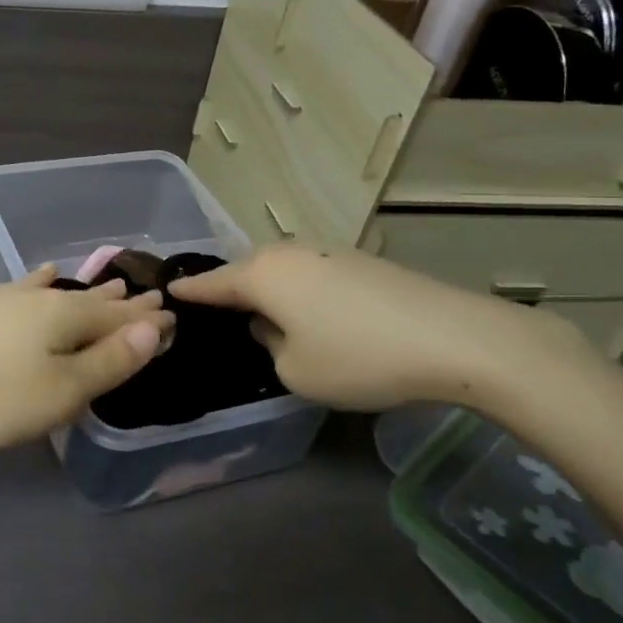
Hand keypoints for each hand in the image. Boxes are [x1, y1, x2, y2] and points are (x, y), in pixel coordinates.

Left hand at [0, 266, 175, 453]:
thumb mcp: (60, 391)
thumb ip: (108, 361)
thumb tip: (154, 328)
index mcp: (65, 317)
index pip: (119, 318)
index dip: (146, 321)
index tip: (172, 314)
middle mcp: (38, 298)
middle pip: (90, 301)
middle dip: (121, 304)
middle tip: (148, 296)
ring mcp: (3, 298)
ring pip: (57, 293)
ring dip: (86, 293)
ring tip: (109, 285)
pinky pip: (23, 289)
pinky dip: (39, 283)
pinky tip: (40, 275)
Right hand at [169, 245, 586, 410]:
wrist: (455, 338)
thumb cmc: (359, 358)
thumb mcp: (295, 371)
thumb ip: (268, 345)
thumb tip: (271, 324)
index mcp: (262, 275)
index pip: (211, 284)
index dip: (189, 292)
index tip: (167, 291)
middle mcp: (289, 253)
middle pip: (247, 271)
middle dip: (232, 290)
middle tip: (219, 313)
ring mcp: (329, 251)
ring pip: (283, 271)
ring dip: (271, 291)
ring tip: (269, 317)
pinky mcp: (361, 260)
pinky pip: (313, 275)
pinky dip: (303, 292)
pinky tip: (317, 316)